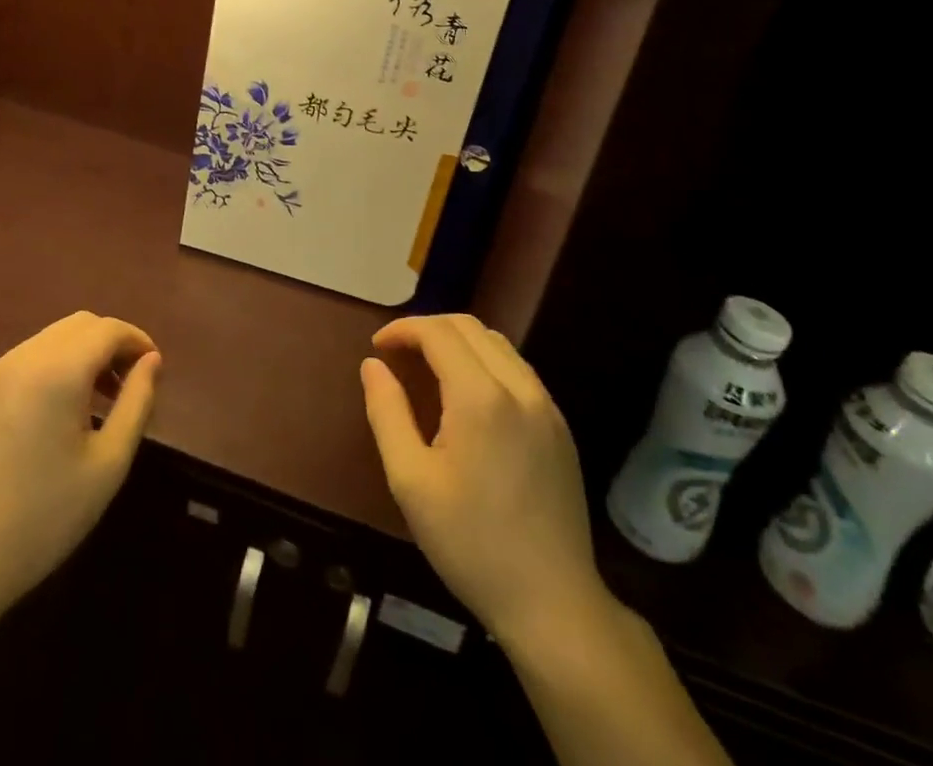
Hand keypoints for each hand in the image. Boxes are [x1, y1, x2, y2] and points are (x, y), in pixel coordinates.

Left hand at [0, 311, 160, 630]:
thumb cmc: (44, 518)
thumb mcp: (108, 464)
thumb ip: (137, 402)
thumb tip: (152, 361)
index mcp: (57, 371)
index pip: (108, 330)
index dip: (137, 341)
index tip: (153, 369)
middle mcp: (21, 358)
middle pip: (79, 326)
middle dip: (110, 344)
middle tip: (128, 383)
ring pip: (48, 340)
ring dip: (79, 355)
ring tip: (94, 402)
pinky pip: (21, 362)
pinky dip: (48, 369)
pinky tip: (51, 416)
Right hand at [361, 314, 612, 647]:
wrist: (553, 603)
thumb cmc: (471, 543)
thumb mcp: (410, 481)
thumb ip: (387, 412)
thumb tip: (372, 365)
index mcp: (481, 397)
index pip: (438, 332)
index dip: (403, 329)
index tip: (377, 347)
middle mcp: (519, 387)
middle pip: (469, 327)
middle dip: (428, 329)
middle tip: (398, 354)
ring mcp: (546, 406)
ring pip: (497, 343)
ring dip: (458, 341)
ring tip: (428, 367)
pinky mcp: (560, 426)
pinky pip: (518, 369)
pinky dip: (485, 361)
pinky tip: (468, 394)